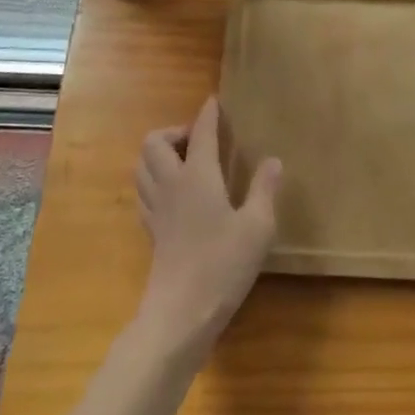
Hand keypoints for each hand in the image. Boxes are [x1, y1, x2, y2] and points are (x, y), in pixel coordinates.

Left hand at [133, 96, 280, 354]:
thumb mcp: (257, 227)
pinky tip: (173, 193)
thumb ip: (264, 190)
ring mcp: (155, 208)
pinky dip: (154, 179)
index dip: (207, 114)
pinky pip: (143, 190)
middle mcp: (170, 184)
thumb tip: (273, 159)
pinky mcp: (150, 230)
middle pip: (153, 142)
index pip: (200, 132)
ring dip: (158, 154)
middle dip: (173, 131)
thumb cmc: (223, 265)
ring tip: (185, 162)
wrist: (181, 312)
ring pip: (141, 165)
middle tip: (200, 142)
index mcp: (198, 176)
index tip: (214, 102)